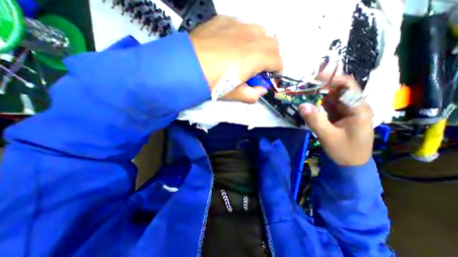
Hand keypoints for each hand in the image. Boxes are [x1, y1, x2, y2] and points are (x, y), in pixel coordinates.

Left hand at [189, 15, 282, 102]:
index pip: (278, 60)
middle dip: (270, 57)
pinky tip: (231, 46)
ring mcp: (237, 25)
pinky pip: (241, 25)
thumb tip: (261, 90)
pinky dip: (243, 36)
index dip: (277, 70)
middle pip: (272, 44)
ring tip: (245, 56)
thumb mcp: (234, 95)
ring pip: (259, 31)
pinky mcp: (223, 20)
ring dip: (258, 45)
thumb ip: (252, 95)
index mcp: (256, 56)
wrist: (186, 67)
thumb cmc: (213, 84)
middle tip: (259, 68)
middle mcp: (251, 36)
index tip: (270, 76)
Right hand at [300, 74, 372, 166]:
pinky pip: (327, 105)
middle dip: (322, 85)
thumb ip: (315, 120)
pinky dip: (317, 102)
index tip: (314, 75)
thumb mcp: (328, 136)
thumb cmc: (345, 151)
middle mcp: (353, 106)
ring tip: (303, 90)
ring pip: (331, 97)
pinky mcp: (337, 116)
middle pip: (338, 90)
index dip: (332, 78)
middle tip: (304, 82)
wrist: (350, 164)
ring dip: (318, 93)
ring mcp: (345, 111)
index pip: (347, 86)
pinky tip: (308, 101)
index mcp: (358, 108)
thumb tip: (301, 105)